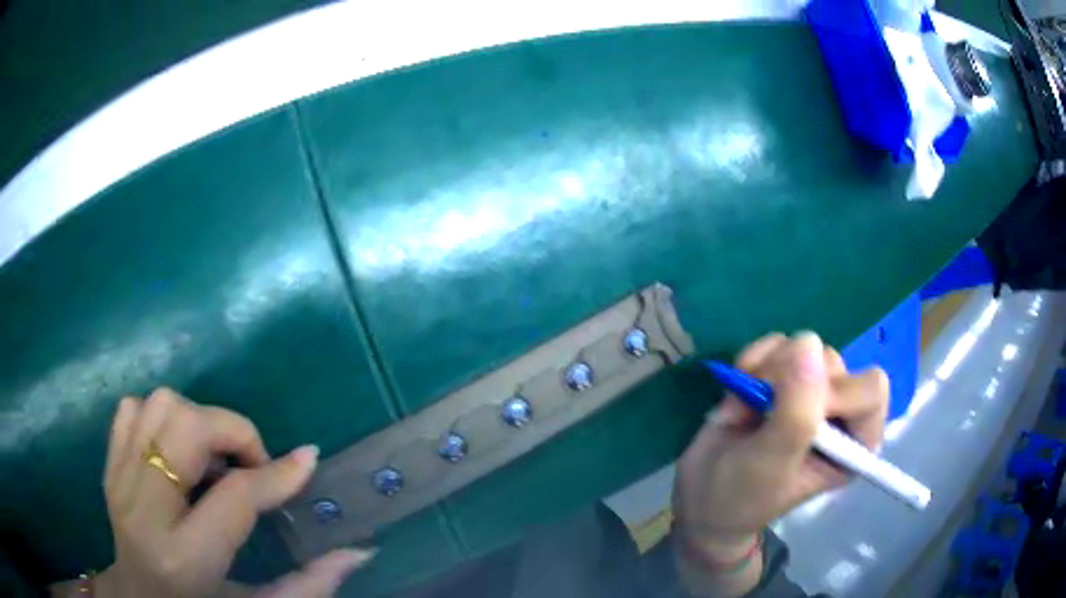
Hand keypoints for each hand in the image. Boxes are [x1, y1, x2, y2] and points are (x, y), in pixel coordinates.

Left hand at [88, 388, 371, 597]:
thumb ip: (309, 586)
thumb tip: (359, 550)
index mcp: (185, 558)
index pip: (233, 497)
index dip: (276, 475)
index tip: (307, 461)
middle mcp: (143, 509)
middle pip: (186, 428)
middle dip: (231, 431)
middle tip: (251, 463)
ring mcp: (119, 479)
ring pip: (160, 406)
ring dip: (197, 421)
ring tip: (213, 459)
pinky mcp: (108, 463)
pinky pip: (133, 408)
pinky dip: (160, 417)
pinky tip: (176, 452)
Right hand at [672, 332, 887, 590]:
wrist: (701, 495)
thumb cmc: (742, 495)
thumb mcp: (771, 463)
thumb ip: (797, 411)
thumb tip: (808, 344)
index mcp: (855, 441)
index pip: (871, 390)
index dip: (836, 393)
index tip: (795, 414)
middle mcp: (840, 412)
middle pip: (833, 363)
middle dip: (790, 380)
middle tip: (760, 407)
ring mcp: (812, 390)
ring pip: (804, 347)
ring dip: (766, 371)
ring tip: (743, 406)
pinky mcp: (784, 374)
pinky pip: (778, 342)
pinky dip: (754, 357)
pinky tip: (740, 383)